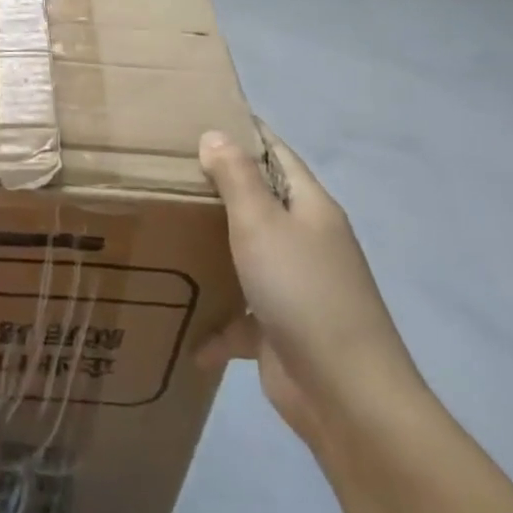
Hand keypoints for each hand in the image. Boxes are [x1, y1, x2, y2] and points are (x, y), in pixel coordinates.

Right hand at [196, 126, 420, 447]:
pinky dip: (219, 324)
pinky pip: (243, 317)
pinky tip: (188, 334)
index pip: (278, 155)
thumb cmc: (302, 291)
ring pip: (249, 256)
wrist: (346, 394)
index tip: (203, 118)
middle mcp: (307, 241)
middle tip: (167, 173)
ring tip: (166, 235)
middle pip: (261, 203)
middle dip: (220, 189)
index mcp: (311, 208)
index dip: (247, 133)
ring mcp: (297, 287)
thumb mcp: (261, 223)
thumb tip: (215, 135)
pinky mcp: (282, 330)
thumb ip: (236, 177)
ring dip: (215, 251)